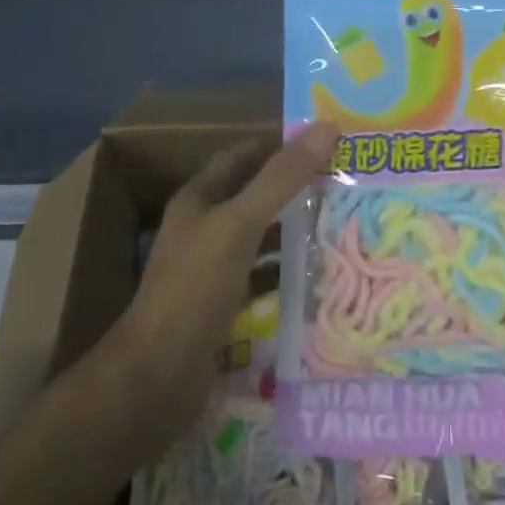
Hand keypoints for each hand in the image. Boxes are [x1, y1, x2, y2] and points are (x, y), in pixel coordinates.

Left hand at [108, 121, 337, 436]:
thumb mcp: (239, 224)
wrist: (157, 377)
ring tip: (343, 224)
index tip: (327, 140)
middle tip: (347, 182)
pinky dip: (287, 274)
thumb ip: (281, 178)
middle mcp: (203, 228)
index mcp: (199, 199)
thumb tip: (326, 127)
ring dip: (294, 230)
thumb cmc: (194, 289)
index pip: (243, 156)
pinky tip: (320, 276)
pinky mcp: (224, 306)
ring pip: (261, 238)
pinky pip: (262, 279)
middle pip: (254, 196)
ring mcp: (212, 270)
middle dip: (295, 188)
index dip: (280, 144)